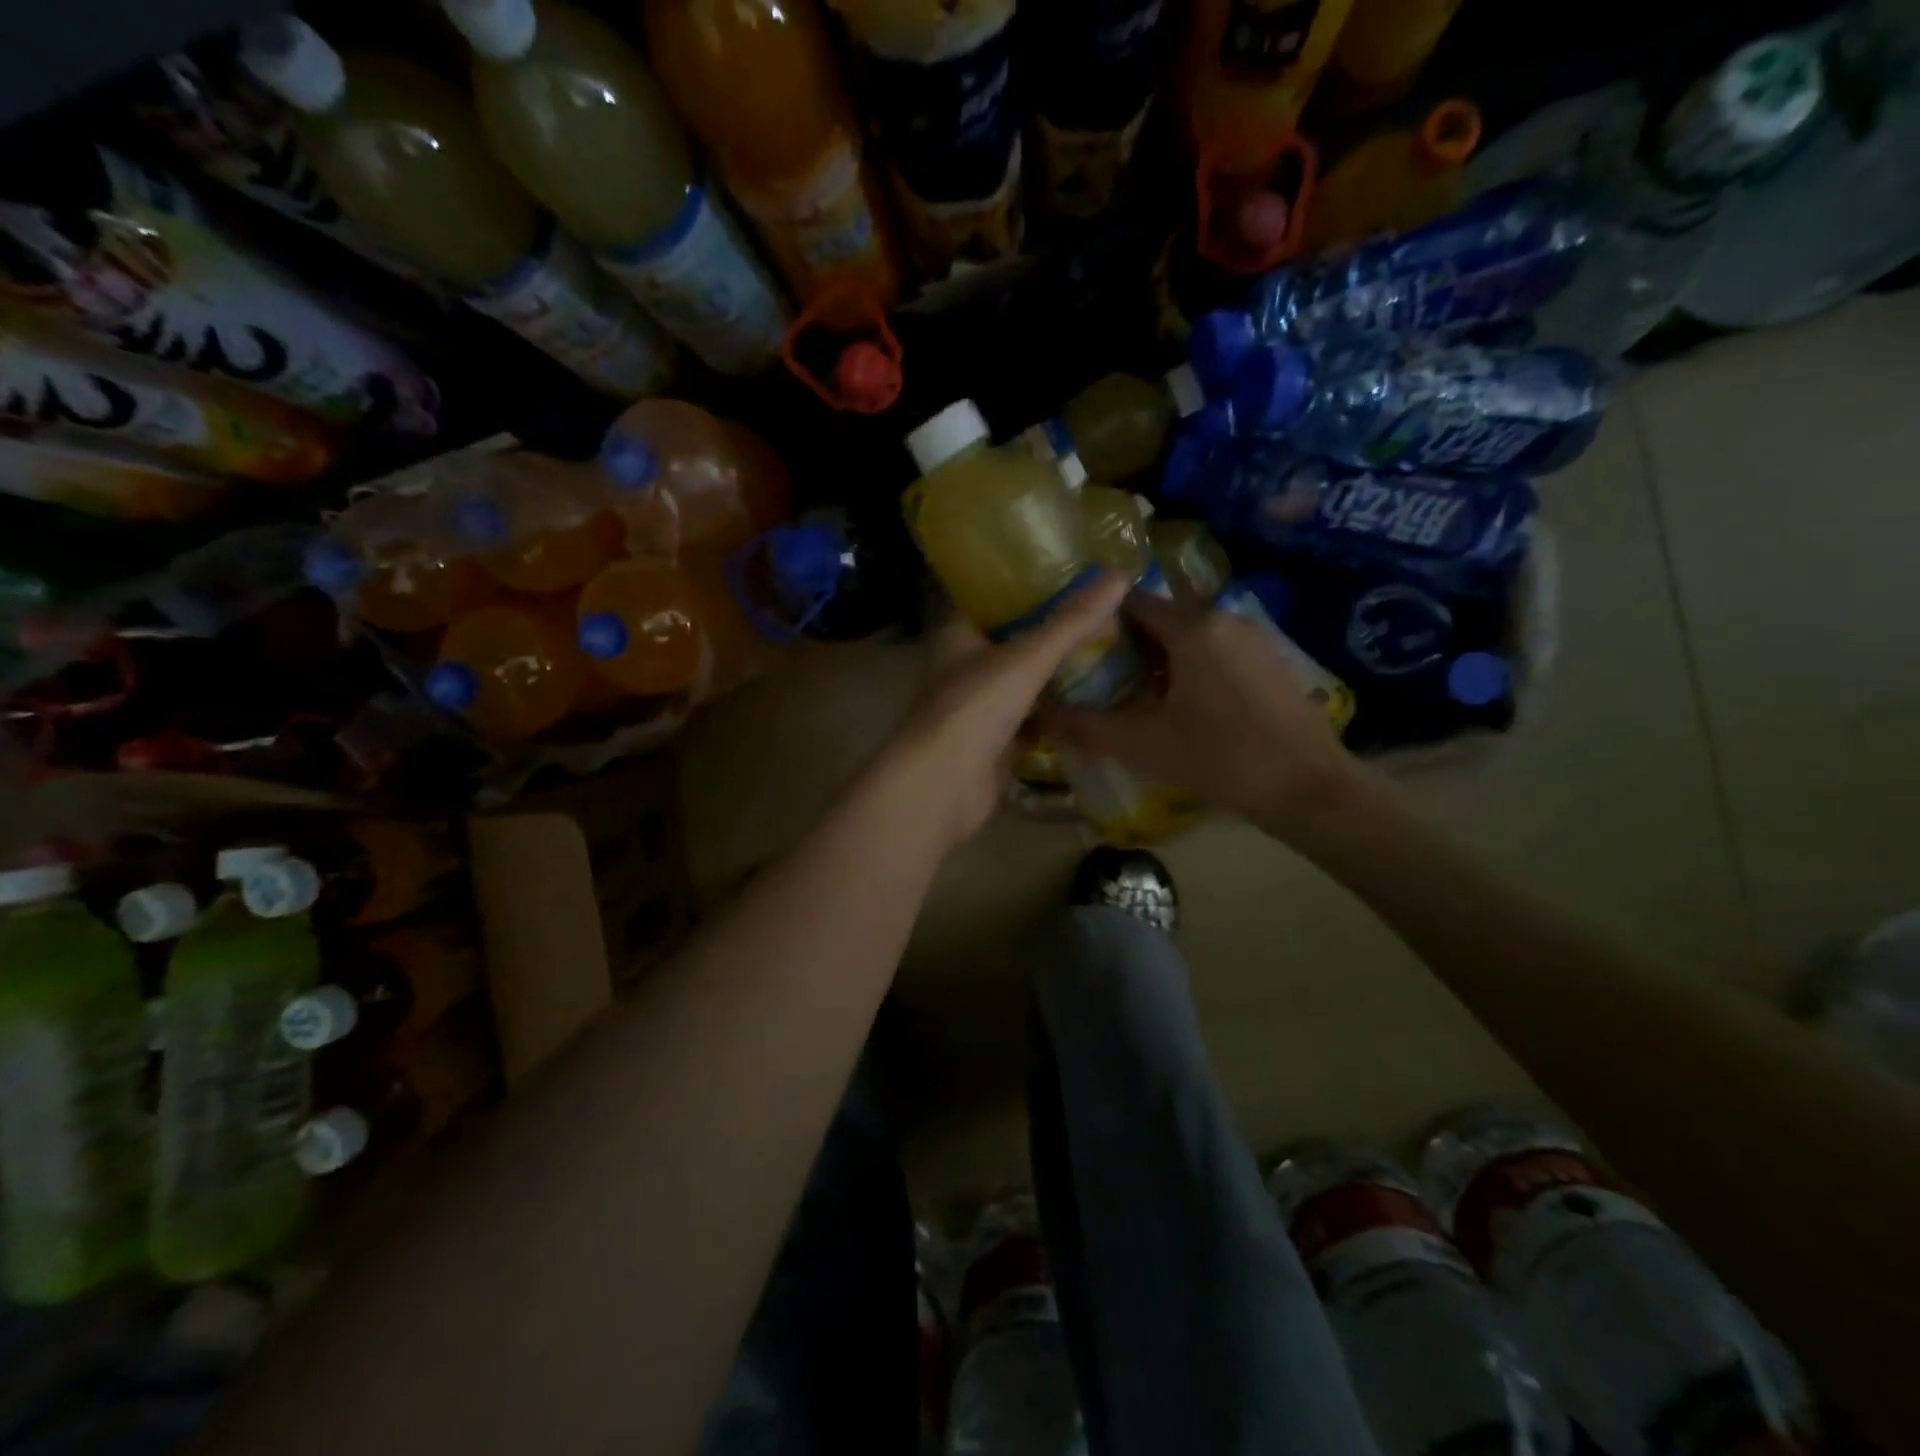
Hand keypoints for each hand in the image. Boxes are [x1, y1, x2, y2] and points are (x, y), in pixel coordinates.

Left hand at [882, 571, 1131, 847]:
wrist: (944, 786)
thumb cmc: (975, 707)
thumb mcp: (1027, 657)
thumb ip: (1072, 621)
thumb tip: (1121, 574)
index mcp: (958, 636)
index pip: (992, 599)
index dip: (1027, 585)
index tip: (1071, 573)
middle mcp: (964, 667)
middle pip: (1013, 641)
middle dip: (1051, 631)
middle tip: (1102, 613)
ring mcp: (978, 708)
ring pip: (1023, 683)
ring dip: (1056, 673)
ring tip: (1107, 650)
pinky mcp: (994, 744)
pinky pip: (1032, 721)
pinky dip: (1057, 714)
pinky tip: (1093, 701)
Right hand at [1041, 589, 1367, 840]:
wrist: (1309, 788)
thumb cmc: (1222, 759)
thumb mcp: (1144, 745)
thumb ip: (1086, 726)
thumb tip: (1039, 712)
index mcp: (1192, 628)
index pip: (1131, 603)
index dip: (1099, 621)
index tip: (1076, 648)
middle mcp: (1224, 618)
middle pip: (1161, 618)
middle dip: (1128, 644)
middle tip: (1099, 678)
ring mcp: (1254, 638)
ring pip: (1190, 635)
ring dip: (1160, 658)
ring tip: (1135, 696)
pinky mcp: (1271, 660)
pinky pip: (1217, 650)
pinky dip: (1191, 666)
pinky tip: (1183, 706)